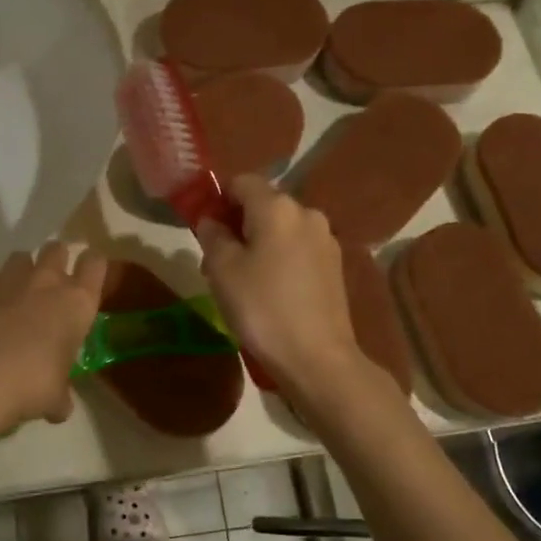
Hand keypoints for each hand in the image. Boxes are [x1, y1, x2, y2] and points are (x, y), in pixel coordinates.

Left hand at [0, 243, 109, 430]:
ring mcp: (8, 277)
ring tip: (13, 295)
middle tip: (49, 288)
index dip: (92, 267)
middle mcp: (47, 280)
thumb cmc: (30, 385)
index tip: (87, 280)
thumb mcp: (55, 398)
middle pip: (57, 248)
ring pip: (20, 256)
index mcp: (77, 303)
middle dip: (55, 261)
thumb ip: (60, 396)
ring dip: (20, 271)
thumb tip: (59, 407)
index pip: (96, 264)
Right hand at [195, 175, 376, 400]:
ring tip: (243, 279)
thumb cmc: (262, 308)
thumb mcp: (222, 270)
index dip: (219, 198)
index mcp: (277, 207)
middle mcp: (306, 213)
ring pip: (281, 228)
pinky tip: (270, 290)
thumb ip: (213, 235)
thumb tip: (212, 220)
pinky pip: (298, 248)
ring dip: (259, 242)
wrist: (317, 358)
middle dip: (238, 223)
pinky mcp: (335, 265)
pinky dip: (280, 257)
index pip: (241, 182)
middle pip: (263, 204)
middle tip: (217, 260)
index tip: (205, 228)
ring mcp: (325, 239)